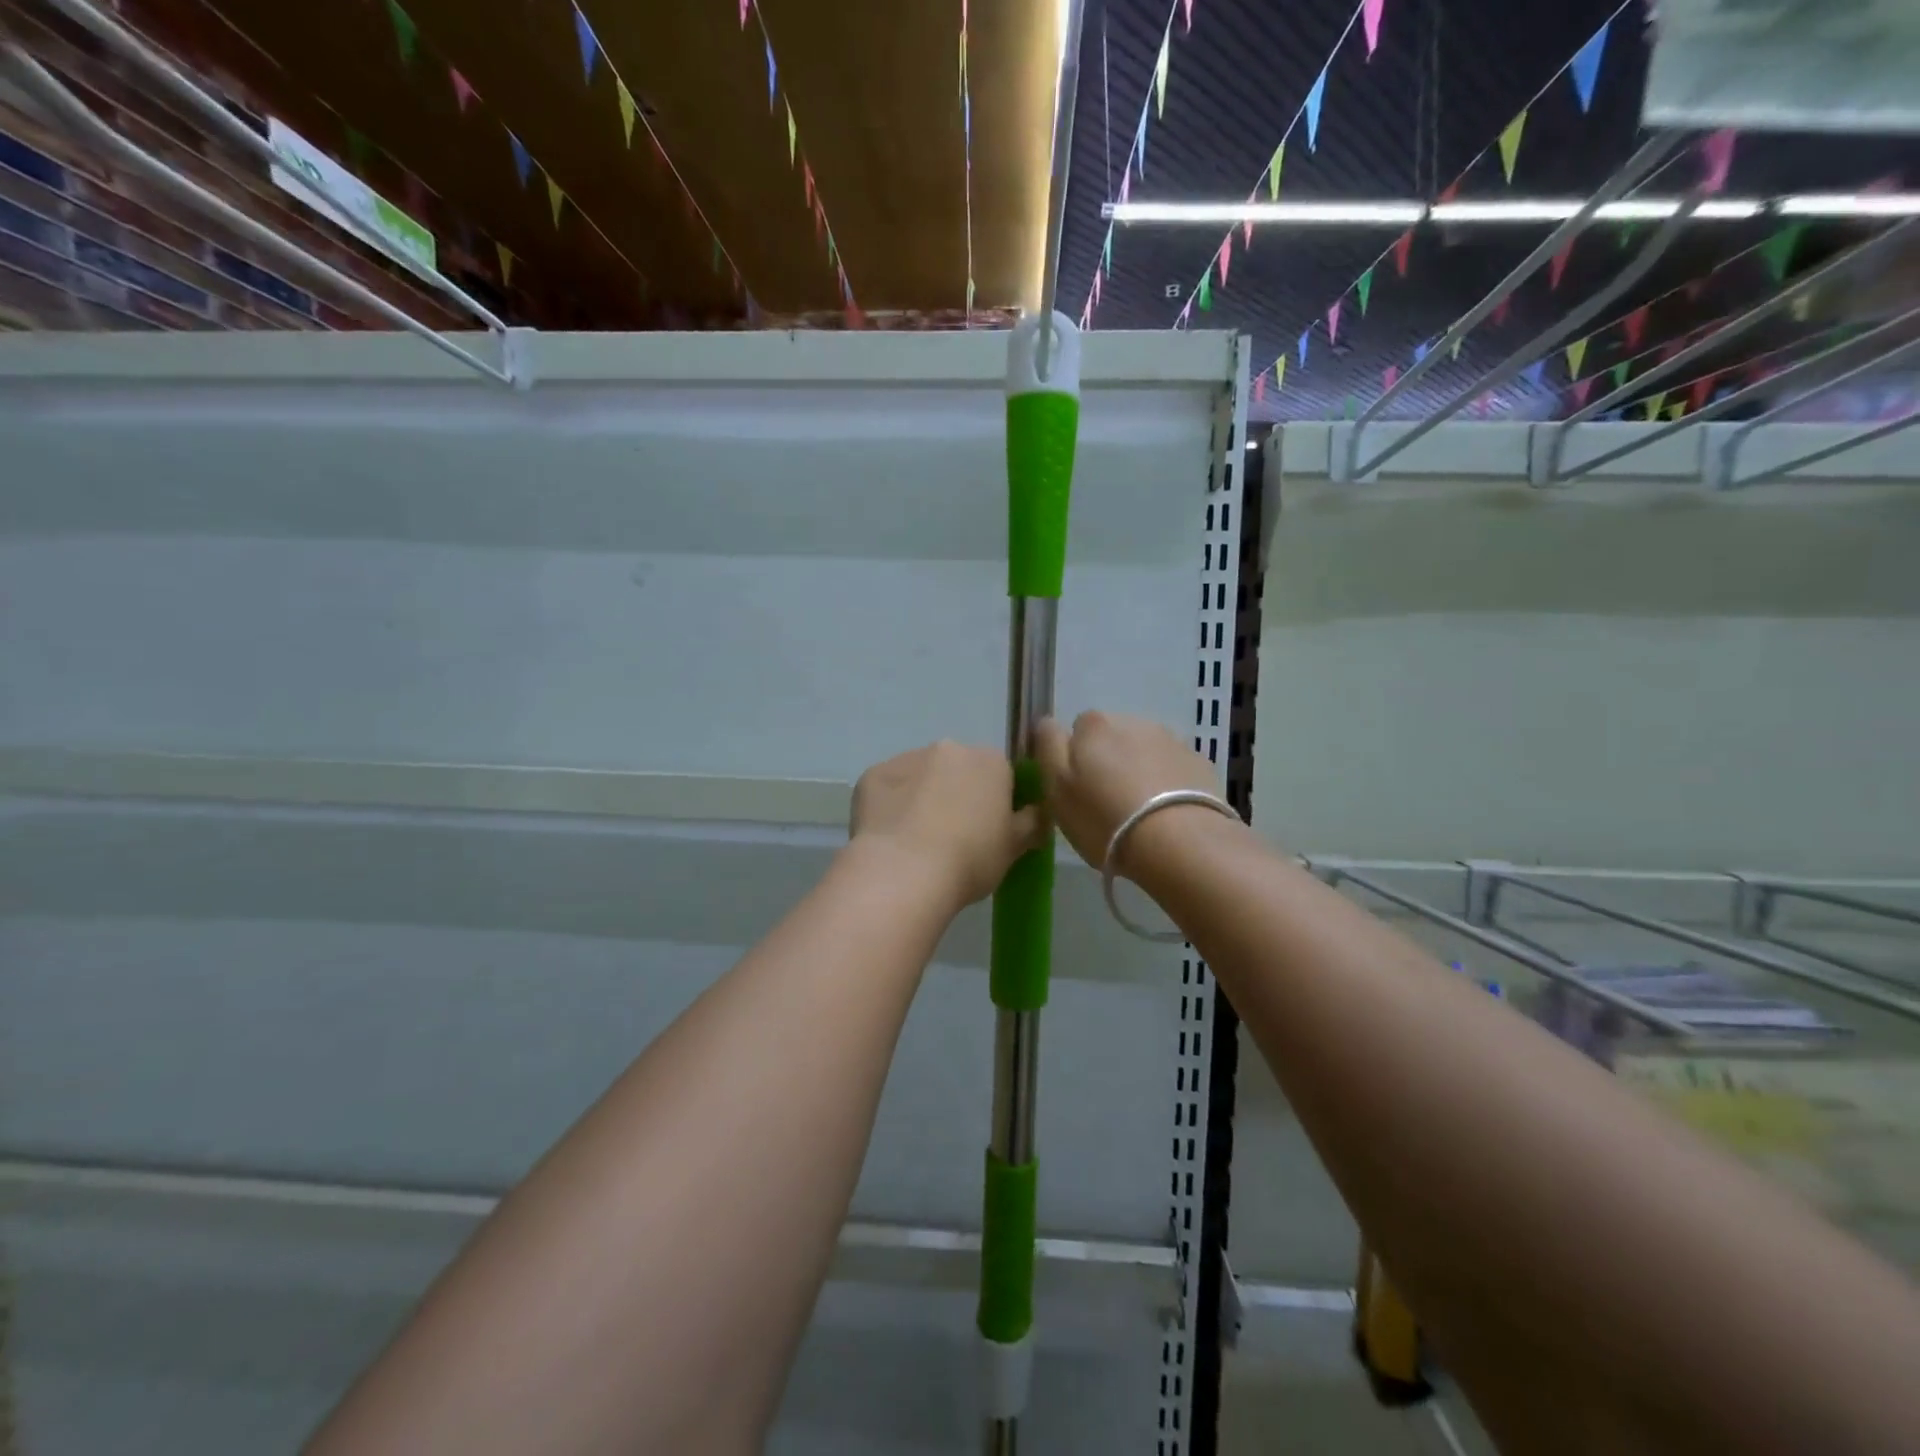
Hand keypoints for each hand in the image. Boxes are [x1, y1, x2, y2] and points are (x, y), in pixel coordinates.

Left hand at [849, 742, 1045, 908]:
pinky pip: (889, 788)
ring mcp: (907, 758)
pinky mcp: (873, 775)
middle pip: (959, 769)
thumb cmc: (970, 859)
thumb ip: (1031, 824)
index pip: (1001, 774)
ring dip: (923, 796)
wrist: (904, 872)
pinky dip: (892, 806)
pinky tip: (892, 837)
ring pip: (921, 775)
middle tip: (954, 836)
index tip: (989, 829)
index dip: (996, 801)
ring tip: (918, 840)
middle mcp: (949, 748)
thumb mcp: (1014, 848)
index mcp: (990, 761)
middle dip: (957, 793)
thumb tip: (1038, 813)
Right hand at [1034, 711, 1223, 871]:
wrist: (1180, 842)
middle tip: (1106, 802)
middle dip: (1108, 761)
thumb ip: (1048, 747)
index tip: (1078, 788)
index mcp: (1094, 725)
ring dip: (1138, 771)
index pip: (1076, 728)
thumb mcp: (1056, 788)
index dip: (1074, 757)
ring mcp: (1170, 740)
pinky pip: (1172, 769)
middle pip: (1112, 737)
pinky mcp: (1198, 763)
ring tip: (1139, 812)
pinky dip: (1166, 783)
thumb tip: (1047, 723)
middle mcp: (1132, 721)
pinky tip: (1166, 815)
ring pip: (1144, 751)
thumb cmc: (1105, 817)